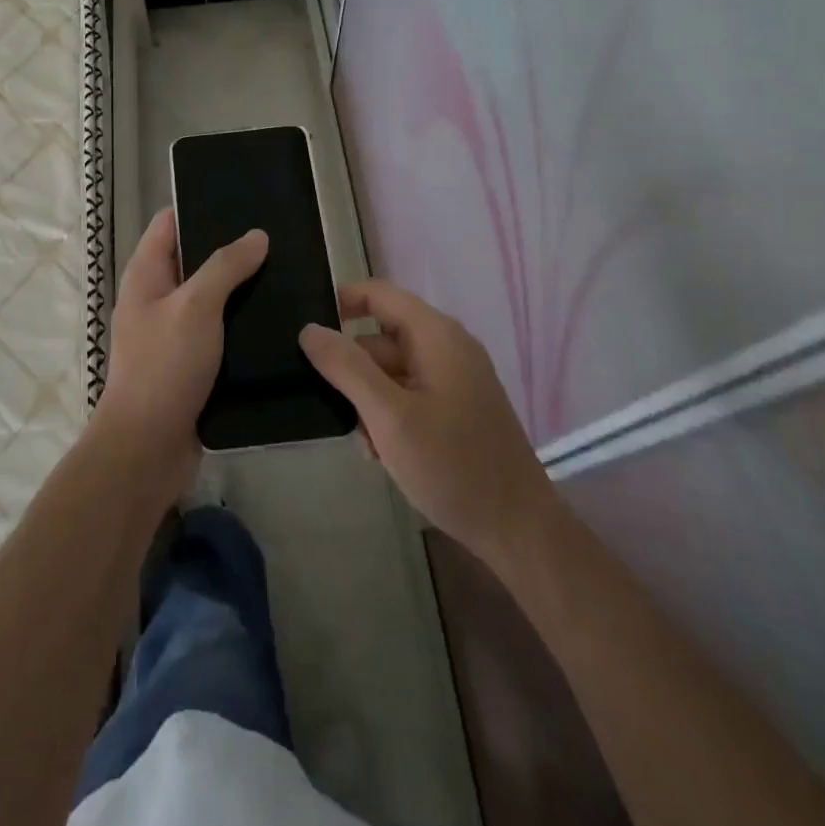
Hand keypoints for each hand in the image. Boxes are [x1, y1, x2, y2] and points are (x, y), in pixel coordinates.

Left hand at [93, 209, 267, 503]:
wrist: (148, 448)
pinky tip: (275, 319)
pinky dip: (240, 323)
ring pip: (209, 298)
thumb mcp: (195, 307)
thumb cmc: (165, 366)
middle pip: (192, 259)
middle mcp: (155, 298)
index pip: (169, 224)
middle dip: (229, 249)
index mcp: (145, 275)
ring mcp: (172, 332)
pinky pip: (218, 331)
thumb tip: (256, 235)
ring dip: (239, 288)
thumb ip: (225, 267)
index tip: (242, 201)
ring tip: (285, 274)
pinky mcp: (190, 363)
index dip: (199, 208)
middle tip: (276, 239)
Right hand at [301, 279, 555, 561]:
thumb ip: (347, 367)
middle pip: (381, 337)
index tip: (305, 331)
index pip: (378, 294)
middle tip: (327, 405)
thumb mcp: (389, 416)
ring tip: (363, 443)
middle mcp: (447, 347)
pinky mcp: (457, 408)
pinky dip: (389, 415)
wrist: (519, 531)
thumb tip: (309, 329)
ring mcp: (454, 379)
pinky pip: (409, 395)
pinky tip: (382, 453)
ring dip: (368, 400)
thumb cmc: (452, 466)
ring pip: (391, 371)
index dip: (340, 302)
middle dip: (352, 368)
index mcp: (436, 335)